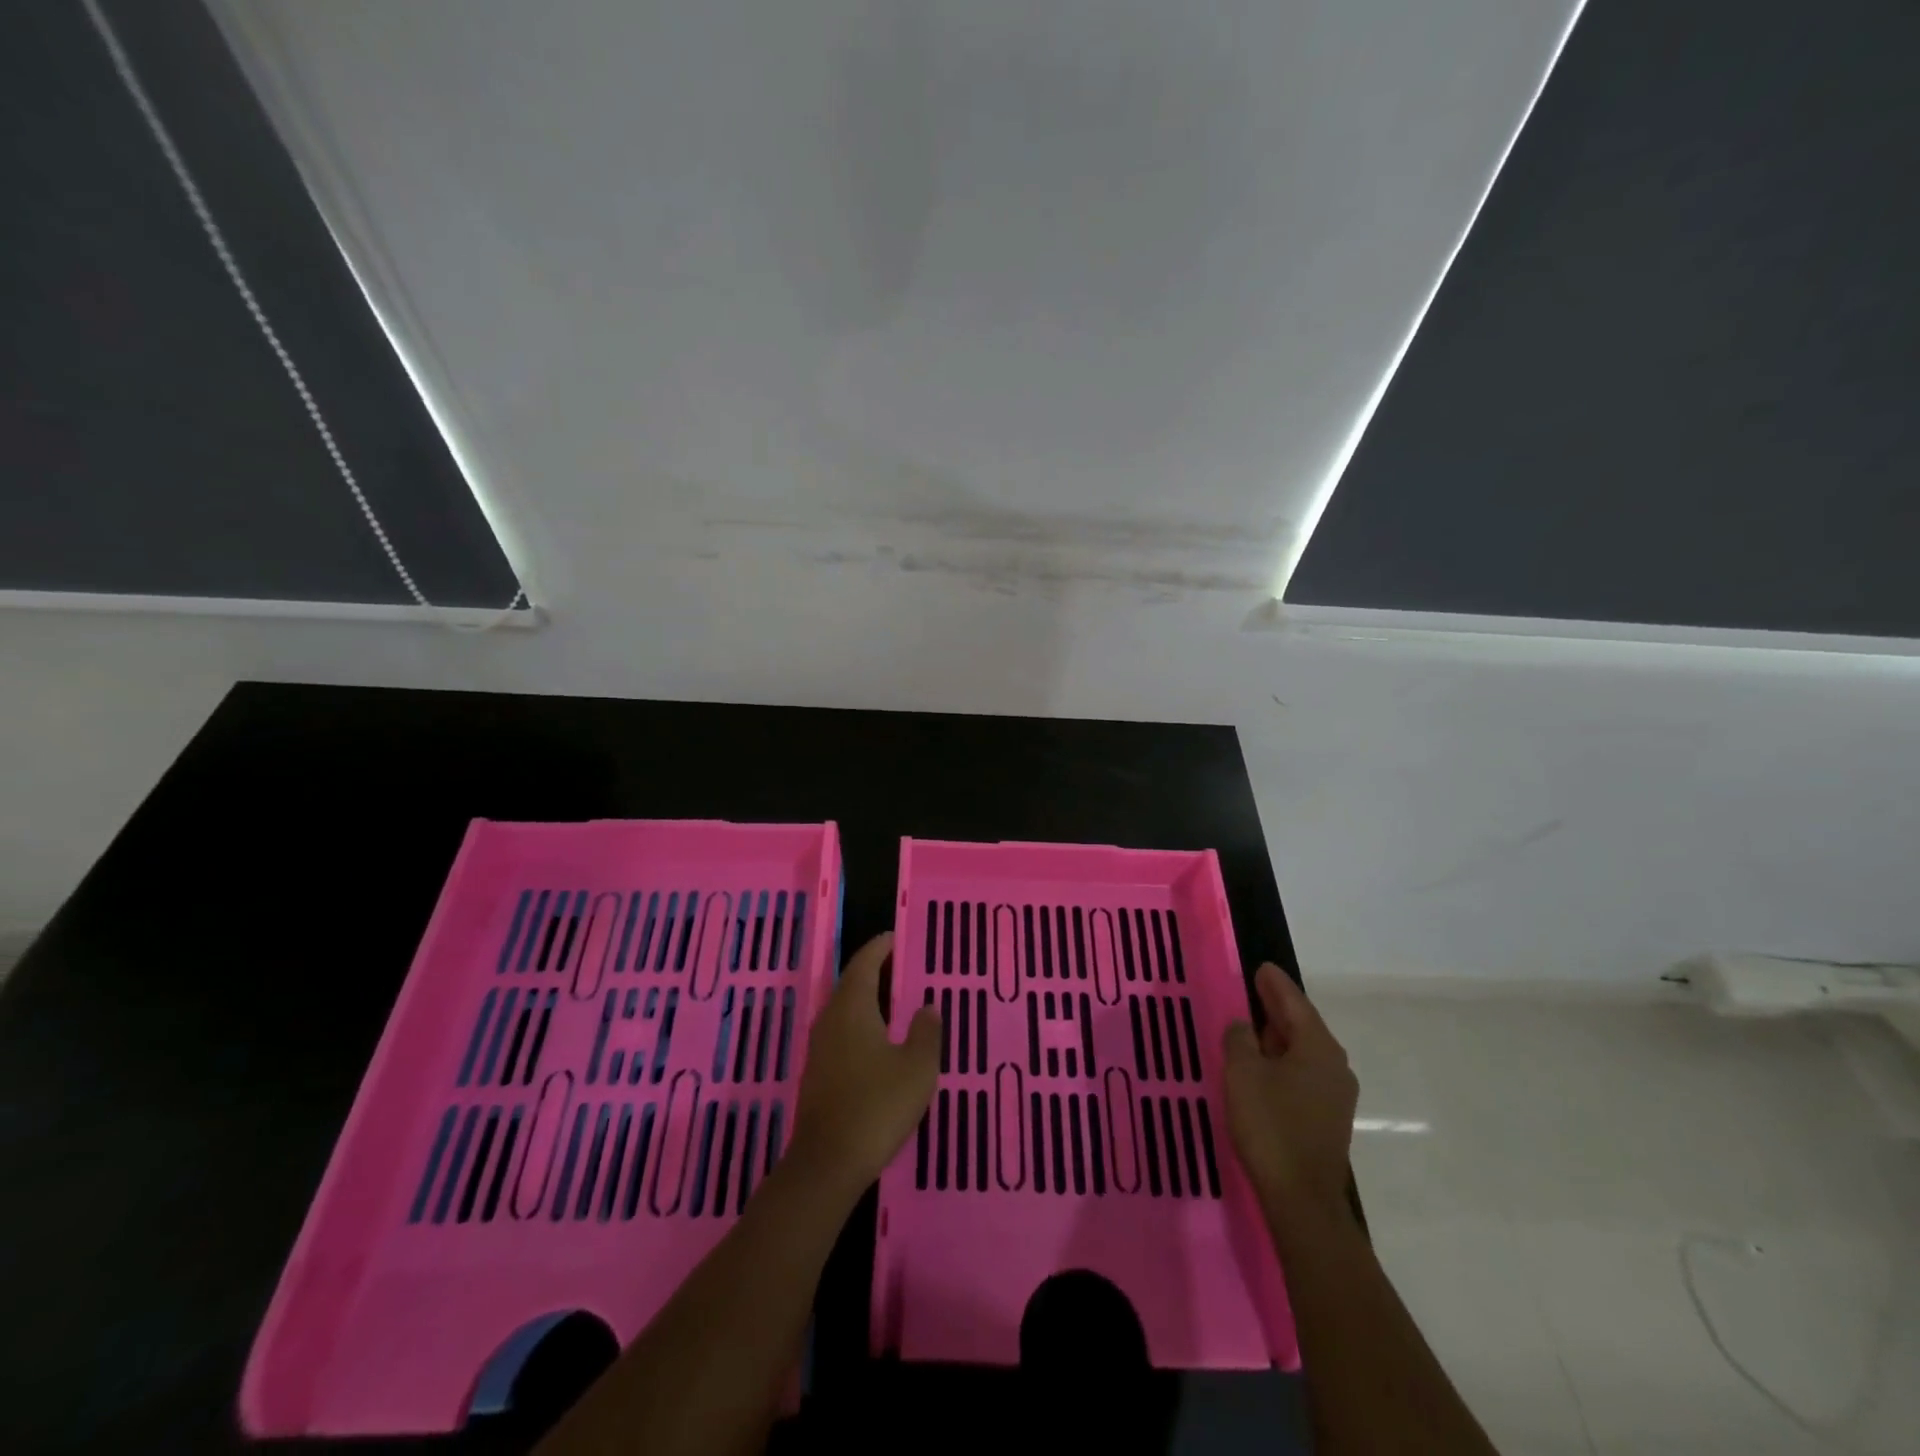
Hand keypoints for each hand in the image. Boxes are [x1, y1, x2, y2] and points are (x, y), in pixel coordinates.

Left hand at [788, 932, 940, 1195]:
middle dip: (874, 971)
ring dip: (867, 999)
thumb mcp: (917, 1067)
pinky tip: (878, 1041)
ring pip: (844, 1009)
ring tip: (894, 1000)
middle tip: (900, 965)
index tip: (895, 937)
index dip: (880, 948)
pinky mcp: (818, 1073)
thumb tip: (928, 1007)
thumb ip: (926, 1032)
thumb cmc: (877, 1106)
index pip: (865, 963)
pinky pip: (841, 1033)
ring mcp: (820, 1047)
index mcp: (853, 1007)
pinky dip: (860, 1024)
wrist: (827, 1163)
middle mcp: (831, 1019)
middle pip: (851, 983)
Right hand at [1222, 962, 1357, 1215]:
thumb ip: (1239, 1040)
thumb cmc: (1271, 1126)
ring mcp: (1335, 1094)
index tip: (1261, 967)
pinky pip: (1303, 1074)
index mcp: (1317, 1047)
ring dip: (1279, 1037)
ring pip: (1303, 1051)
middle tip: (1253, 990)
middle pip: (1302, 1025)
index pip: (1294, 1003)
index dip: (1274, 984)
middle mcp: (1334, 1065)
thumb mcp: (1243, 1073)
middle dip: (1277, 1008)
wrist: (1302, 1199)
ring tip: (1252, 1027)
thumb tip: (1243, 1027)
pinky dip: (1283, 1061)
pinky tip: (1263, 1067)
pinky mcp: (1327, 1118)